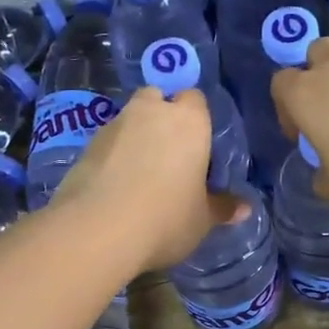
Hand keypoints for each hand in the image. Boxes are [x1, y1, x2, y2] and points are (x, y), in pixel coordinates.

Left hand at [50, 88, 248, 271]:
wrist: (97, 231)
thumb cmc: (166, 218)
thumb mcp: (203, 219)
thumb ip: (222, 207)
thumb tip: (244, 208)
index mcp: (188, 121)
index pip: (195, 99)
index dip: (197, 118)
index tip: (199, 146)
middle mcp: (149, 112)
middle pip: (157, 98)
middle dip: (161, 116)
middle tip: (170, 154)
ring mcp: (113, 126)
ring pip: (129, 120)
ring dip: (135, 137)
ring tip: (141, 175)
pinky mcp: (85, 147)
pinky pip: (107, 144)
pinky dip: (113, 157)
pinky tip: (117, 187)